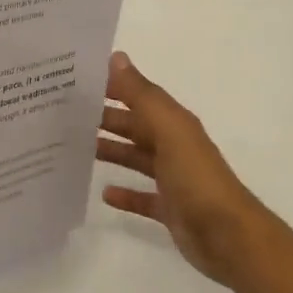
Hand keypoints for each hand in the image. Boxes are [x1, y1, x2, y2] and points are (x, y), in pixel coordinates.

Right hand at [97, 51, 277, 288]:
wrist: (227, 235)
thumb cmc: (196, 178)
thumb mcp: (169, 130)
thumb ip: (142, 95)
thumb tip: (116, 57)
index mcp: (175, 124)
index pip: (139, 97)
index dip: (113, 87)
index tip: (77, 81)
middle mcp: (174, 147)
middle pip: (135, 127)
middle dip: (105, 119)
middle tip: (65, 116)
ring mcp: (173, 180)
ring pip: (136, 158)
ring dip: (111, 151)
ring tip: (75, 148)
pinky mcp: (170, 209)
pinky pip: (143, 197)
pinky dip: (125, 194)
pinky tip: (104, 193)